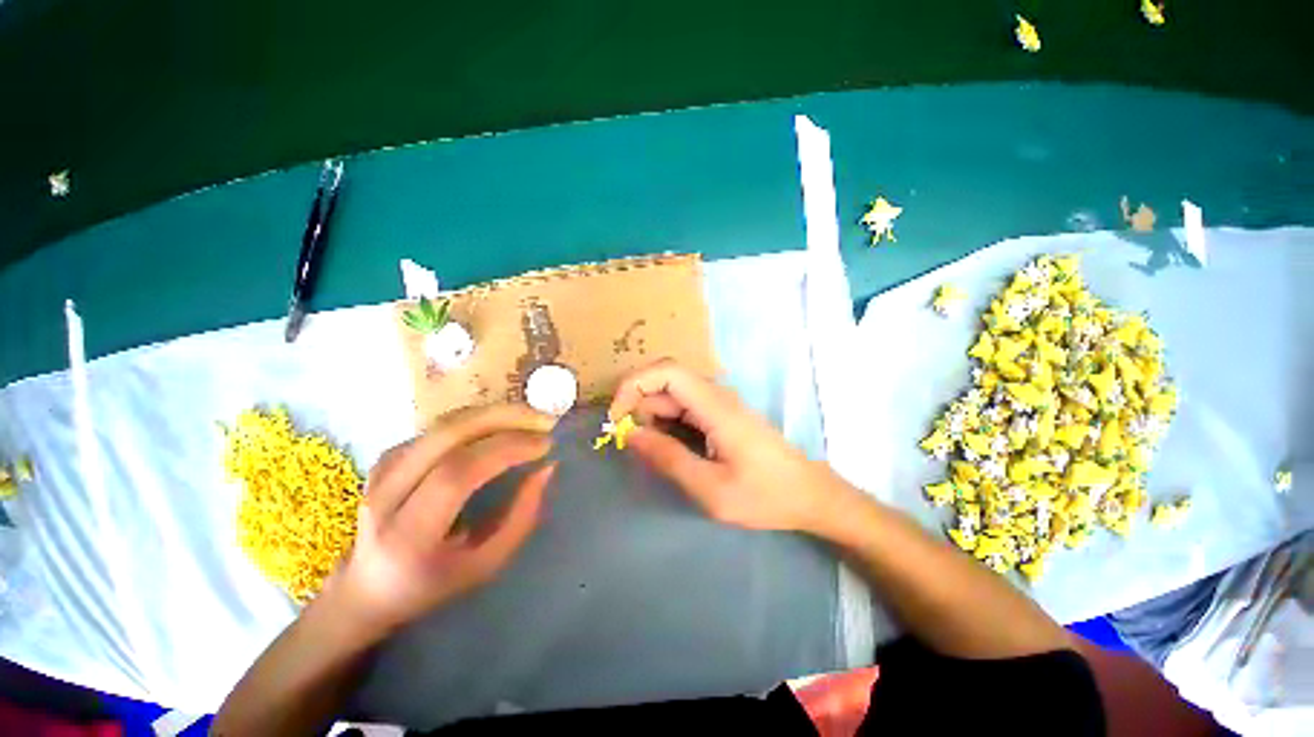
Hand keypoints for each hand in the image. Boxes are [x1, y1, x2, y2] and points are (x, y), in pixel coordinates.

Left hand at [328, 405, 556, 636]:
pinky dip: (477, 421)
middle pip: (447, 435)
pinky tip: (500, 427)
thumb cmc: (432, 584)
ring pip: (444, 424)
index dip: (506, 450)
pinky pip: (440, 428)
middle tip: (543, 418)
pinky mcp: (387, 457)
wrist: (366, 588)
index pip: (457, 475)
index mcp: (407, 536)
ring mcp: (381, 471)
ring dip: (494, 414)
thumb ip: (521, 518)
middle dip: (504, 418)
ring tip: (530, 418)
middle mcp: (385, 496)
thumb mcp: (486, 565)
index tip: (545, 445)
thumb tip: (546, 468)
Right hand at [609, 359, 850, 533]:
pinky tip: (668, 448)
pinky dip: (667, 423)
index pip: (665, 372)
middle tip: (630, 444)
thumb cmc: (765, 495)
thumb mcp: (711, 489)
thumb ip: (668, 459)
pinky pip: (685, 408)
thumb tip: (631, 435)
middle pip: (665, 382)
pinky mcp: (721, 415)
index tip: (616, 419)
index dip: (633, 385)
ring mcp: (720, 404)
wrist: (810, 495)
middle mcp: (717, 396)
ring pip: (673, 396)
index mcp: (716, 406)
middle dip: (638, 407)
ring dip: (652, 417)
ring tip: (651, 452)